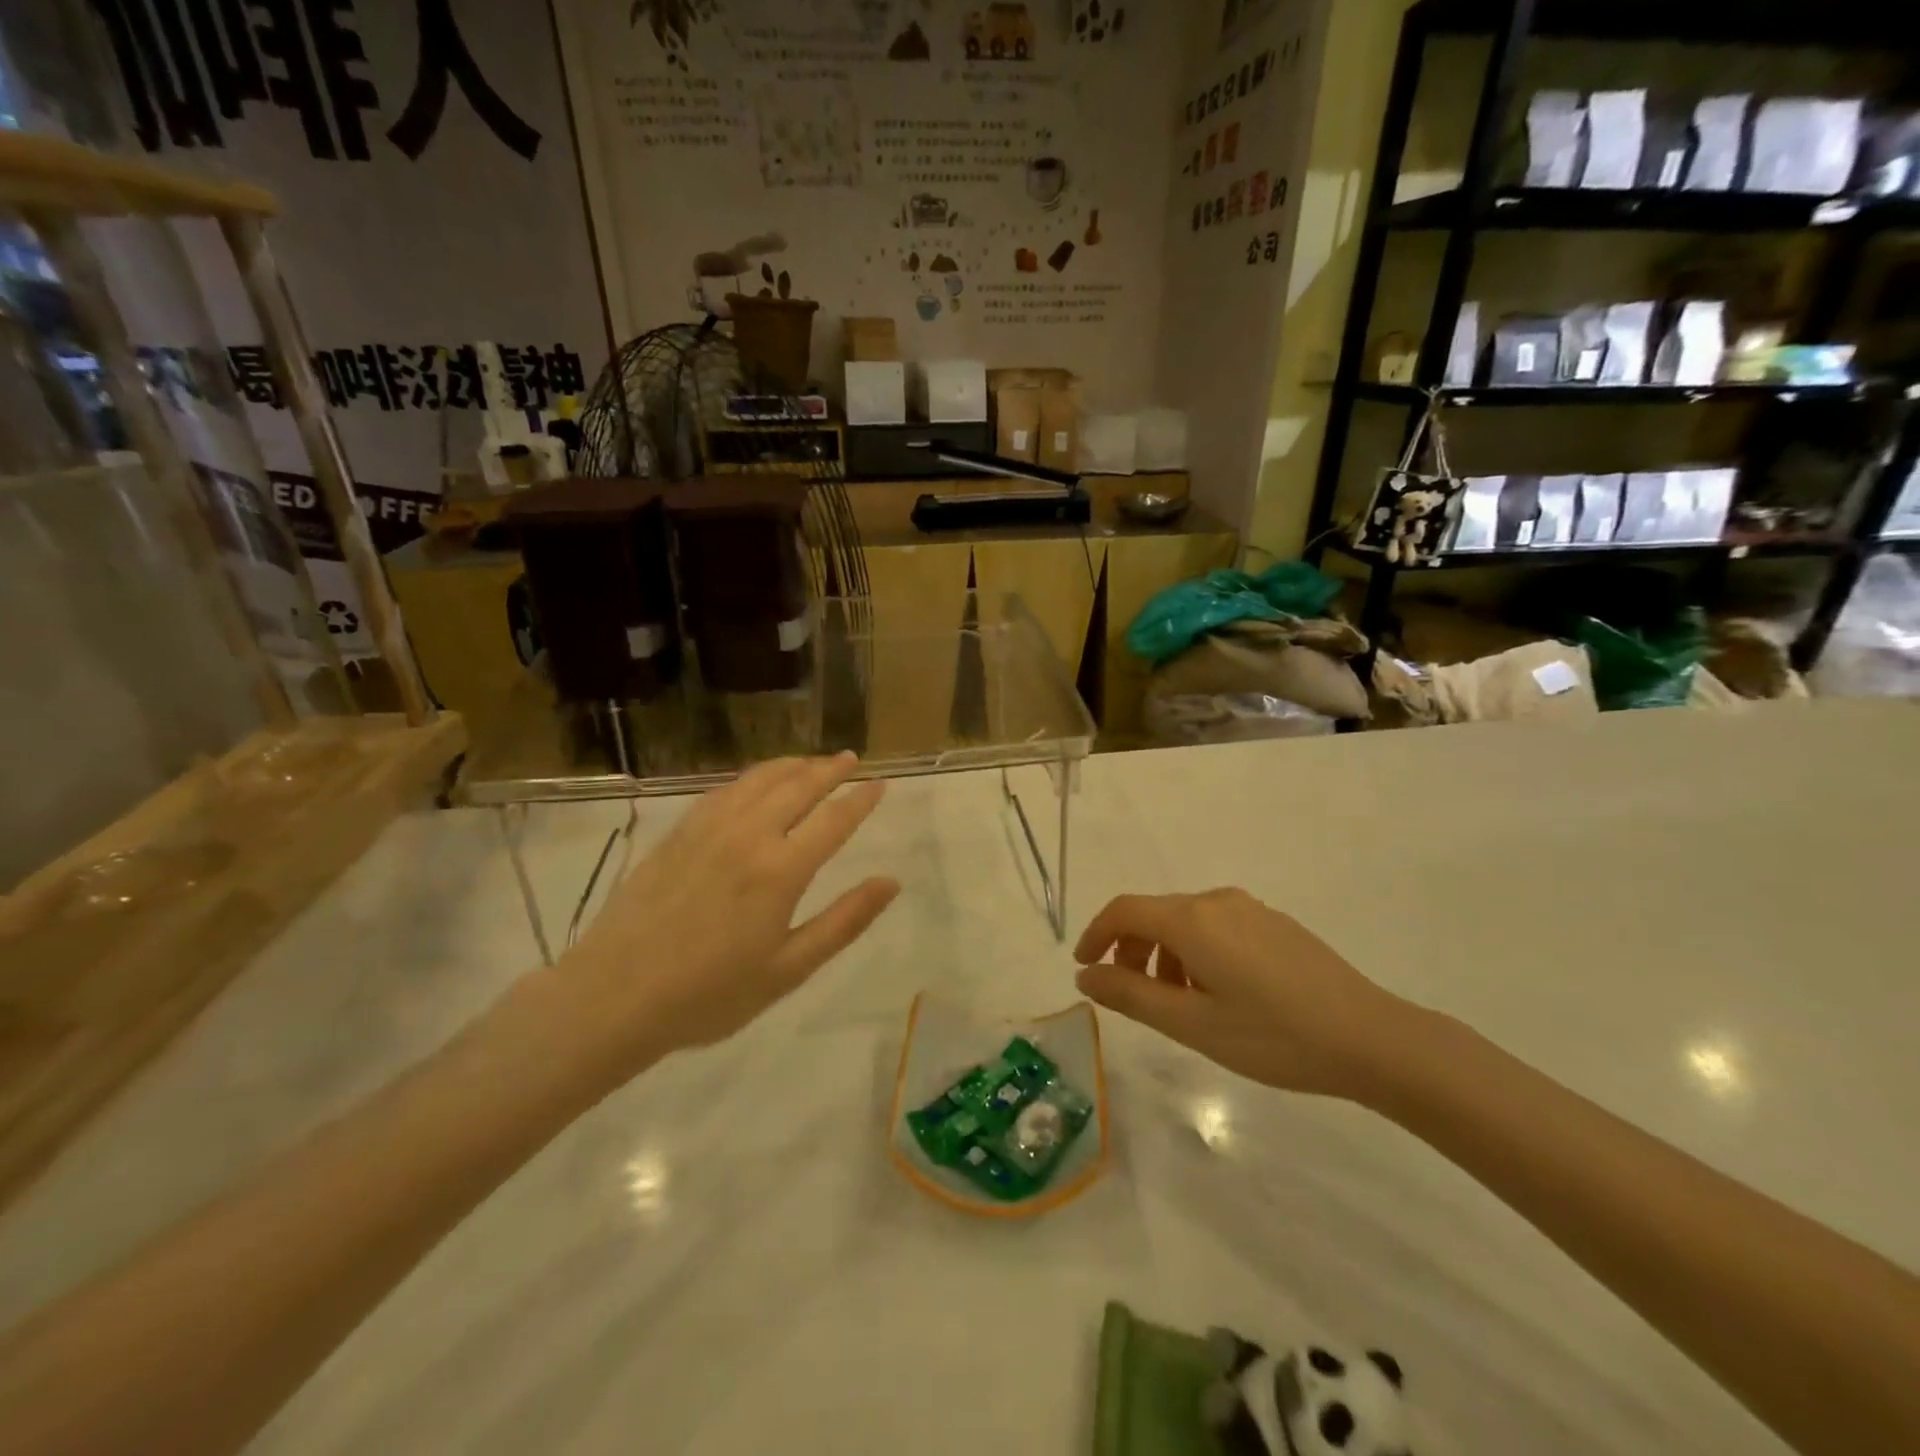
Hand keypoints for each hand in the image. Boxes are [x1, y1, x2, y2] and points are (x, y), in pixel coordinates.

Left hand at [548, 754, 898, 1075]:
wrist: (615, 995)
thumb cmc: (711, 993)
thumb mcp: (789, 969)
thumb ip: (844, 921)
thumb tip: (890, 883)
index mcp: (781, 870)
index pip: (834, 820)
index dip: (861, 800)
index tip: (881, 785)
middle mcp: (749, 835)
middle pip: (798, 786)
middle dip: (830, 769)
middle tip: (850, 759)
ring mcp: (709, 828)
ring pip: (759, 780)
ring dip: (792, 766)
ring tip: (811, 762)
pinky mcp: (679, 832)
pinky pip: (724, 790)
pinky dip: (751, 778)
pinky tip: (756, 782)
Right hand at [1073, 889, 1407, 1097]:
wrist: (1371, 1038)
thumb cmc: (1274, 1036)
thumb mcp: (1193, 1025)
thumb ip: (1131, 996)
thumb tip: (1085, 976)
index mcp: (1192, 920)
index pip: (1124, 910)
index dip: (1095, 935)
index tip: (1084, 968)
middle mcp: (1216, 901)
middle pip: (1154, 914)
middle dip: (1131, 950)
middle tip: (1132, 996)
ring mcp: (1250, 909)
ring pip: (1186, 922)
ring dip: (1164, 955)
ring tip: (1177, 1004)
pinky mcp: (1274, 923)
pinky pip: (1216, 927)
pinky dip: (1196, 952)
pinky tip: (1217, 994)